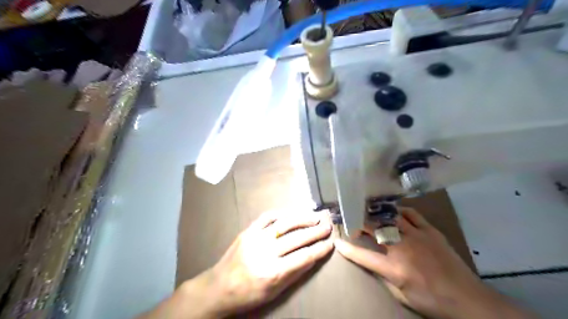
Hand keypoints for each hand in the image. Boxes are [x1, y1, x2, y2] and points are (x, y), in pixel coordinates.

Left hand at [141, 209, 333, 318]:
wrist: (218, 288)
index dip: (320, 249)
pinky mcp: (248, 230)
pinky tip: (292, 213)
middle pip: (297, 238)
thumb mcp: (274, 292)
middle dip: (316, 231)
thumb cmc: (248, 294)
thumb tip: (312, 257)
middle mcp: (265, 252)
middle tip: (328, 225)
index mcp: (272, 272)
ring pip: (284, 223)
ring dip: (302, 218)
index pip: (304, 257)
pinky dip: (281, 213)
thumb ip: (294, 273)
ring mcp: (255, 238)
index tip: (331, 242)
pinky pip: (267, 217)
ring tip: (315, 217)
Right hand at [334, 206, 534, 318]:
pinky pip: (412, 214)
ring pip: (391, 217)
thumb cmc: (431, 301)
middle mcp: (403, 248)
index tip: (337, 242)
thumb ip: (383, 276)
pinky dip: (400, 211)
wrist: (468, 299)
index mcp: (395, 268)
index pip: (363, 255)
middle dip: (360, 223)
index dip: (348, 248)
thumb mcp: (402, 296)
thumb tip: (372, 261)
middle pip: (375, 229)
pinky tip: (394, 212)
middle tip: (353, 221)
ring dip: (377, 214)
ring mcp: (417, 236)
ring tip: (369, 211)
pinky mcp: (430, 231)